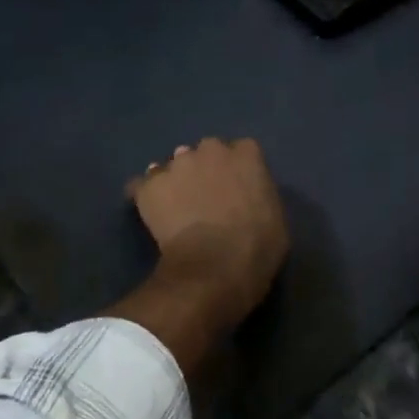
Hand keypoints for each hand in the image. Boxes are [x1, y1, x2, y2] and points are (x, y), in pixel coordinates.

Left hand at [127, 137, 287, 328]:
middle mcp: (210, 149)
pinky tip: (151, 210)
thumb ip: (259, 194)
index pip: (242, 150)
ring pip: (174, 165)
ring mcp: (176, 165)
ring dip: (176, 180)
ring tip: (176, 207)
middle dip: (205, 169)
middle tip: (206, 198)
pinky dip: (146, 195)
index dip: (237, 170)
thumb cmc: (257, 247)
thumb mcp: (276, 216)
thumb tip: (245, 195)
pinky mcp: (149, 186)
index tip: (236, 190)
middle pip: (205, 152)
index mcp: (247, 154)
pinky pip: (142, 184)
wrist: (214, 268)